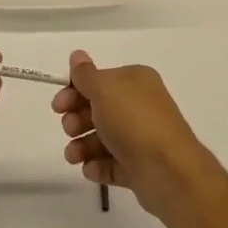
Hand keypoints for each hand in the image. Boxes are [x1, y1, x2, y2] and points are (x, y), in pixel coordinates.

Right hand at [51, 51, 211, 217]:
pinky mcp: (140, 167)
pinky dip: (98, 166)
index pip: (98, 80)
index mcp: (135, 81)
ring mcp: (141, 138)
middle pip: (99, 109)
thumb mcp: (104, 89)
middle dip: (77, 119)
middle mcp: (140, 106)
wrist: (169, 172)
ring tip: (73, 156)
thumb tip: (77, 55)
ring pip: (103, 138)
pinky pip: (113, 164)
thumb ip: (86, 74)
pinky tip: (90, 169)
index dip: (74, 90)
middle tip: (69, 129)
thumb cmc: (133, 121)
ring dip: (82, 145)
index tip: (58, 106)